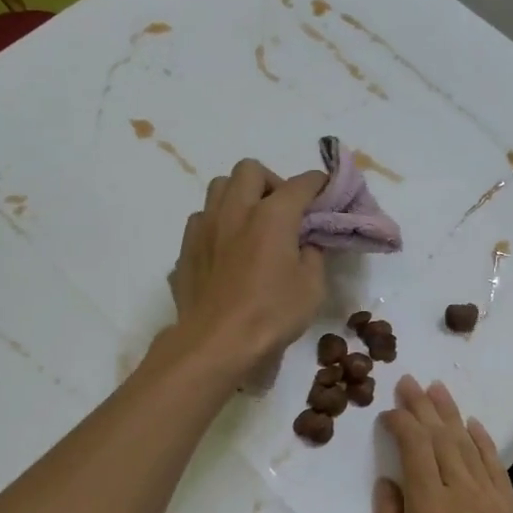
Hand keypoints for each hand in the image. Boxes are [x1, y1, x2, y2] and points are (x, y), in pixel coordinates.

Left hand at [168, 158, 327, 373]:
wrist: (216, 343)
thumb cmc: (271, 315)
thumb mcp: (311, 288)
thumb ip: (313, 256)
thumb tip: (306, 243)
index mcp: (272, 216)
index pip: (301, 184)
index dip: (318, 183)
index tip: (326, 191)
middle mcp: (236, 210)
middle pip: (250, 170)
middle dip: (270, 181)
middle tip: (282, 210)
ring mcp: (205, 227)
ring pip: (219, 187)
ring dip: (239, 195)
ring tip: (251, 223)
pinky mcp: (186, 248)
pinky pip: (202, 218)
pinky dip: (218, 222)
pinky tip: (227, 247)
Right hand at [374, 375, 512, 512]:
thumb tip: (386, 483)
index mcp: (428, 504)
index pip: (414, 448)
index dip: (402, 423)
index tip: (389, 411)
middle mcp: (460, 489)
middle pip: (440, 437)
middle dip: (423, 406)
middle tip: (410, 381)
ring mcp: (490, 495)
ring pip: (467, 443)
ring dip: (451, 414)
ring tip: (438, 389)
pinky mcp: (511, 507)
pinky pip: (495, 463)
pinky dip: (483, 440)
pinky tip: (474, 425)